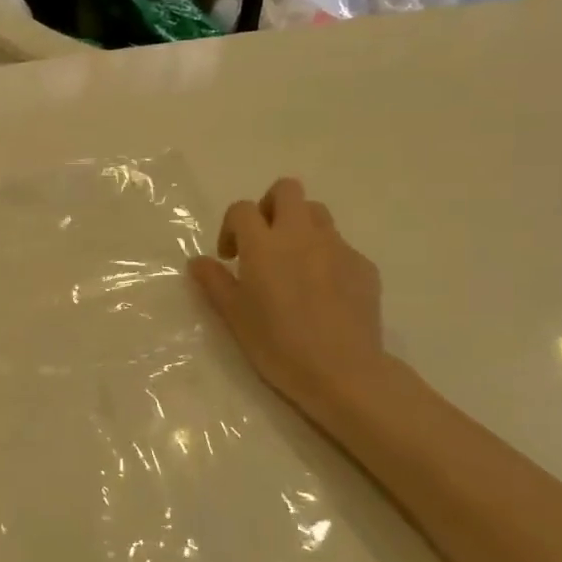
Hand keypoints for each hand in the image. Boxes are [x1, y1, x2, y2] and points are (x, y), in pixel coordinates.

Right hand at [189, 178, 389, 424]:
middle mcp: (301, 235)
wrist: (342, 371)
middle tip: (263, 241)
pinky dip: (326, 257)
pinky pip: (341, 247)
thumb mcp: (235, 316)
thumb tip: (197, 261)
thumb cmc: (278, 344)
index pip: (242, 209)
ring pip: (317, 213)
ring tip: (294, 262)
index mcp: (264, 245)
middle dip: (270, 206)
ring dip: (300, 226)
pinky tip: (323, 292)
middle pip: (287, 190)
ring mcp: (337, 247)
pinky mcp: (364, 265)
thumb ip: (214, 282)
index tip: (229, 257)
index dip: (231, 227)